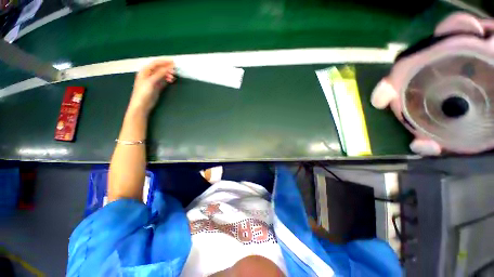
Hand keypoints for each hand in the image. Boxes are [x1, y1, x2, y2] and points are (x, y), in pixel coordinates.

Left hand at [128, 59, 175, 114]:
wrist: (142, 105)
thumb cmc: (144, 93)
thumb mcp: (151, 81)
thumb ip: (160, 74)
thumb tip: (168, 68)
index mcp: (145, 71)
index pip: (156, 63)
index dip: (165, 62)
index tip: (174, 62)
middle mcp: (149, 74)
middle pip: (159, 68)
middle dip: (167, 68)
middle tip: (175, 70)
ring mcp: (153, 80)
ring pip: (162, 74)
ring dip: (168, 74)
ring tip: (174, 76)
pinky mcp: (156, 86)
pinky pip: (163, 80)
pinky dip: (168, 79)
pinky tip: (171, 80)